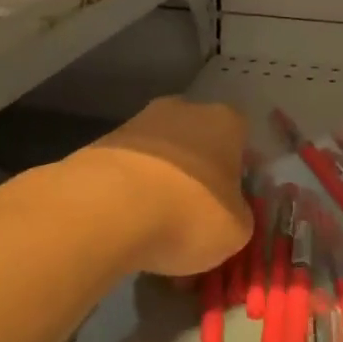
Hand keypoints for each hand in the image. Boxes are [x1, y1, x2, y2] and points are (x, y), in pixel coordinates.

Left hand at [76, 97, 251, 276]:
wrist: (109, 206)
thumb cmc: (189, 212)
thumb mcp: (235, 231)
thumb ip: (238, 215)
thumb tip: (228, 213)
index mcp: (224, 122)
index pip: (240, 139)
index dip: (237, 172)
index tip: (230, 203)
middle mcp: (183, 110)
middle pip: (197, 141)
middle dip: (196, 173)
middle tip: (193, 215)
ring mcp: (138, 122)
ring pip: (160, 155)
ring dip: (160, 182)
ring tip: (155, 228)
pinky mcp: (102, 143)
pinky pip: (128, 169)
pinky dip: (129, 192)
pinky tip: (127, 225)